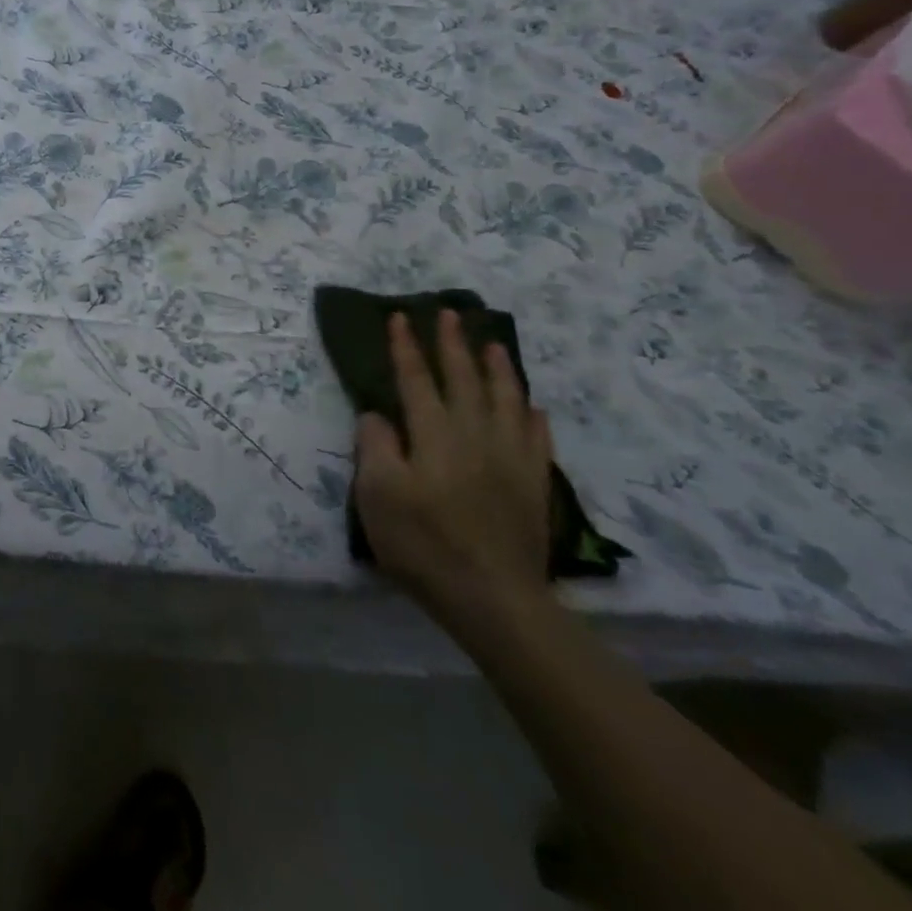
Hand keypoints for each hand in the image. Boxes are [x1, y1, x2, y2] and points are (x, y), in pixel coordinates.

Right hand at [354, 310, 552, 624]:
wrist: (494, 599)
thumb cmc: (423, 544)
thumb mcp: (377, 495)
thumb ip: (374, 447)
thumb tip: (378, 415)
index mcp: (433, 435)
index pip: (415, 380)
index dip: (405, 348)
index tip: (399, 317)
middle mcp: (474, 435)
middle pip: (463, 379)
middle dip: (452, 344)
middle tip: (449, 312)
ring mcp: (510, 459)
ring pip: (506, 400)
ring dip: (497, 368)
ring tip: (492, 342)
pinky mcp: (533, 485)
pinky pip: (536, 438)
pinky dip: (531, 415)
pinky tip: (531, 405)